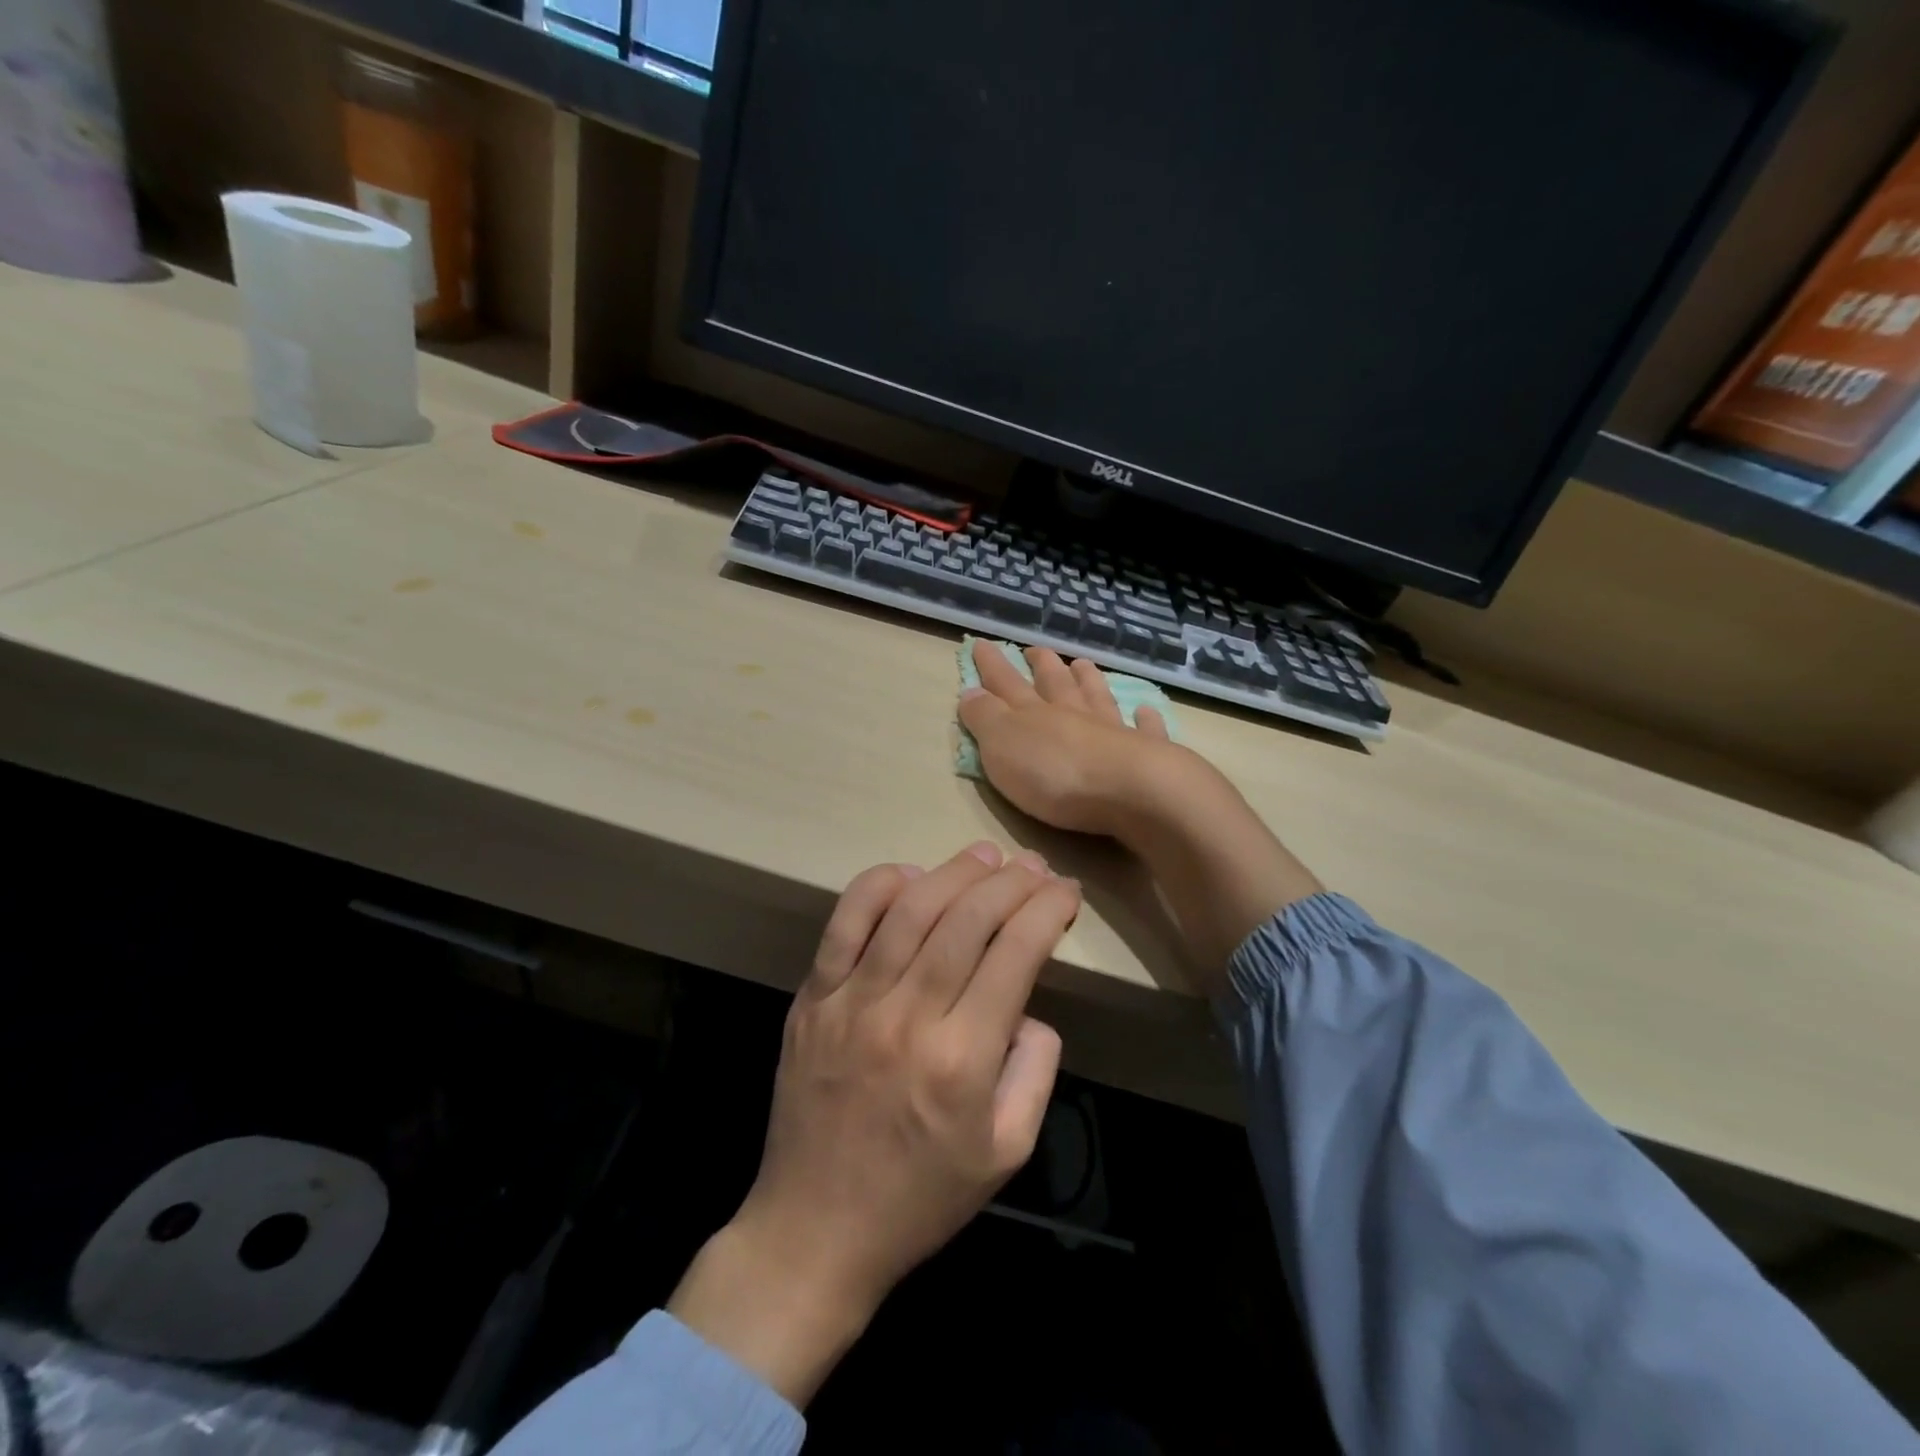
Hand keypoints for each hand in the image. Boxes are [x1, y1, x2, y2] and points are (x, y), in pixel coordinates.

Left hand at [668, 842, 1077, 1404]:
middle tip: (1034, 868)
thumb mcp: (1007, 1151)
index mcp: (963, 1059)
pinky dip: (878, 886)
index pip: (1016, 952)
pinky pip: (844, 923)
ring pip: (911, 909)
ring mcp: (853, 1002)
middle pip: (968, 918)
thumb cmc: (921, 1197)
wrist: (815, 1229)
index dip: (1048, 909)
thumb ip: (1035, 1071)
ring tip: (984, 857)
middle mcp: (908, 1017)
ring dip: (954, 872)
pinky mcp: (813, 998)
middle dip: (1012, 881)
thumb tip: (1029, 1005)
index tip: (1066, 892)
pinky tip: (908, 875)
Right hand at [957, 640, 1181, 835]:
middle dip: (1043, 665)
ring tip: (1083, 664)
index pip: (1006, 683)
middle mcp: (1073, 714)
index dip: (992, 665)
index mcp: (1033, 714)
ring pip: (1097, 697)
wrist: (1130, 790)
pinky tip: (1146, 710)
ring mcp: (1112, 731)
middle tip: (1036, 650)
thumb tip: (970, 691)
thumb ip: (985, 717)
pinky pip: (1145, 729)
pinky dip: (1144, 719)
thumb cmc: (1055, 773)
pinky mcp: (1145, 753)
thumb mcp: (1002, 745)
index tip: (982, 644)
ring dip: (1088, 680)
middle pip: (1056, 683)